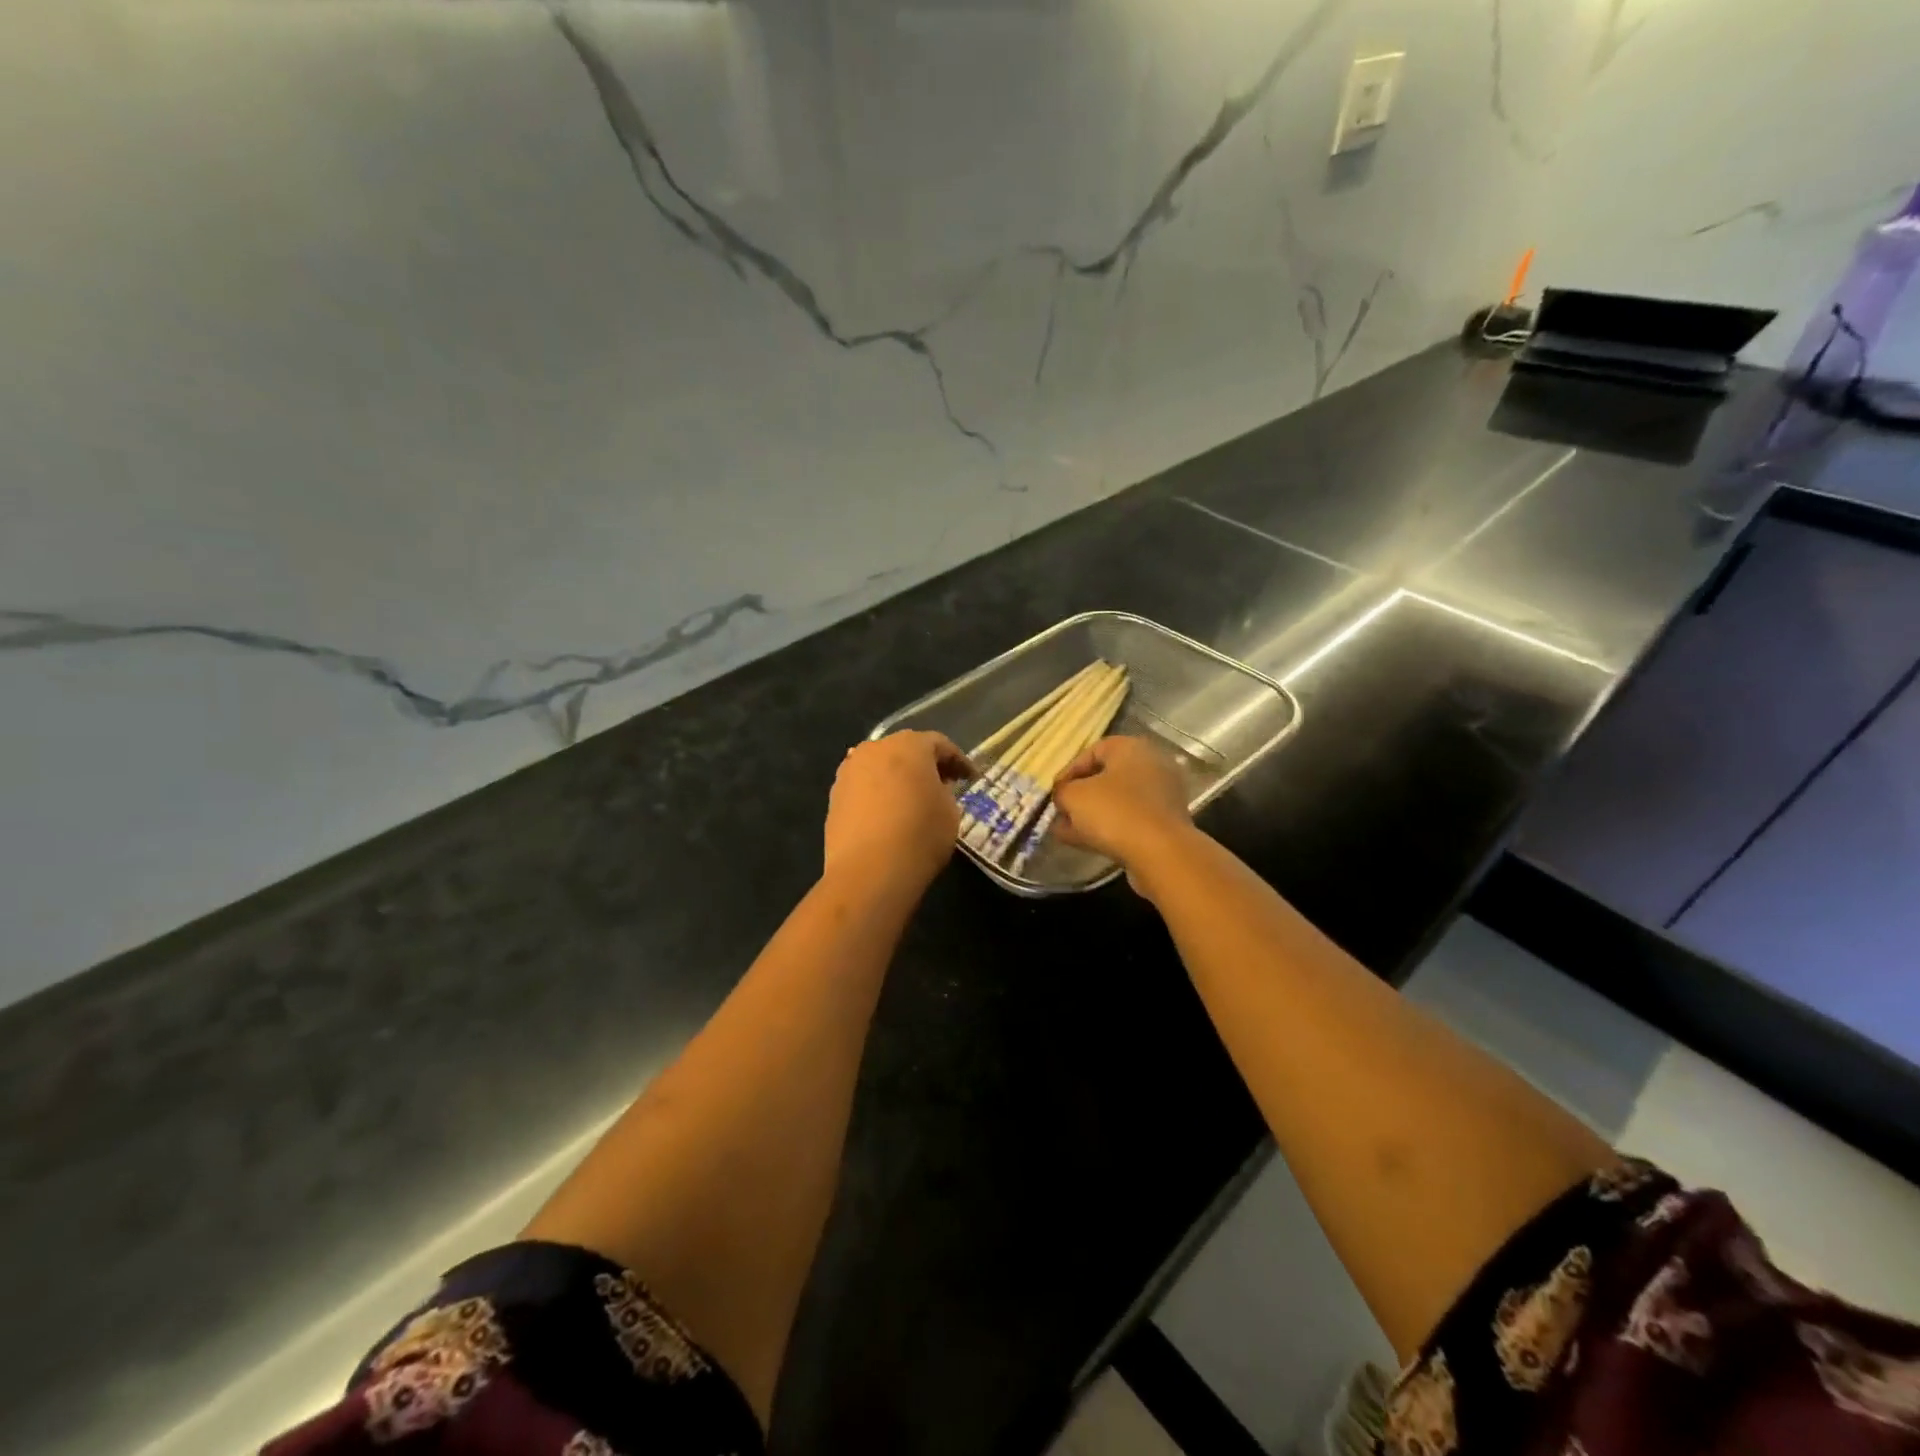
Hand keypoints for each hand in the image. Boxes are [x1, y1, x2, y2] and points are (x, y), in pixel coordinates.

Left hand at [824, 731, 974, 887]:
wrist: (868, 871)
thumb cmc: (919, 835)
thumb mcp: (950, 812)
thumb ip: (944, 791)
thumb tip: (933, 788)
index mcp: (909, 746)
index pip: (939, 744)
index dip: (958, 761)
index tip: (970, 778)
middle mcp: (875, 749)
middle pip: (905, 749)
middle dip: (925, 764)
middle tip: (943, 783)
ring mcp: (849, 771)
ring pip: (880, 766)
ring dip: (897, 777)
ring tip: (911, 799)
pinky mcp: (835, 796)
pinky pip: (864, 786)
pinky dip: (878, 793)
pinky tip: (887, 813)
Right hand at [1051, 736, 1195, 875]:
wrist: (1160, 852)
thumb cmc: (1114, 811)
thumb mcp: (1074, 797)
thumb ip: (1062, 792)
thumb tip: (1063, 796)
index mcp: (1131, 748)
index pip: (1093, 751)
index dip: (1069, 770)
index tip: (1054, 791)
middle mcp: (1151, 765)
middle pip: (1107, 777)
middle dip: (1080, 795)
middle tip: (1060, 811)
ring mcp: (1162, 795)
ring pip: (1117, 801)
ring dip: (1090, 814)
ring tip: (1064, 831)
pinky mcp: (1165, 823)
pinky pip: (1129, 819)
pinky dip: (1107, 827)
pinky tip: (1083, 842)